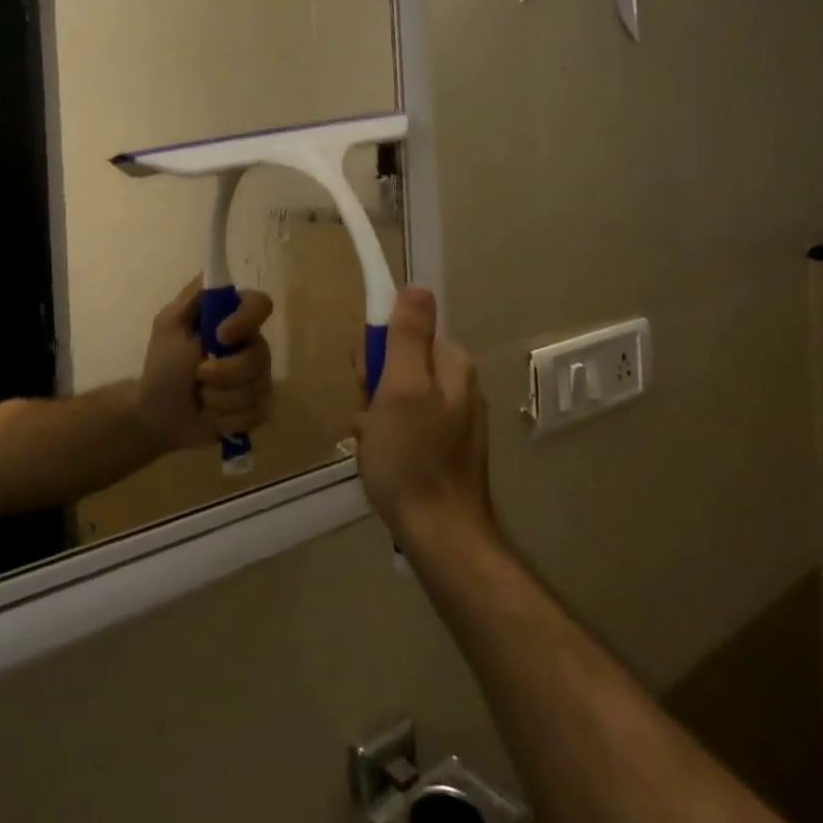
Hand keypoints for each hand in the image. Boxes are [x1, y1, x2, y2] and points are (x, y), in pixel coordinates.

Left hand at [133, 280, 274, 452]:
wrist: (157, 414)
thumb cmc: (162, 365)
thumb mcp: (169, 324)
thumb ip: (193, 297)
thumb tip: (215, 273)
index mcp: (232, 320)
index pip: (260, 305)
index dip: (246, 320)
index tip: (220, 335)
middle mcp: (251, 346)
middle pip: (261, 355)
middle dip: (226, 372)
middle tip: (198, 376)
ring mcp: (257, 379)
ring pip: (258, 387)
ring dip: (220, 398)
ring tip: (200, 398)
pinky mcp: (257, 409)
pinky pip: (255, 413)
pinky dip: (226, 417)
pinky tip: (209, 416)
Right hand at [355, 286, 493, 546]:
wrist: (438, 536)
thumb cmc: (412, 457)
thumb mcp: (401, 389)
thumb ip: (407, 337)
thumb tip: (416, 287)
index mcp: (450, 364)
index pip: (400, 331)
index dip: (375, 353)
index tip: (369, 381)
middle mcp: (454, 384)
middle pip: (395, 363)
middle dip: (372, 388)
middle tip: (371, 419)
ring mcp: (448, 417)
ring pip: (391, 396)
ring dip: (373, 416)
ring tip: (375, 444)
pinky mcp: (439, 445)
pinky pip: (399, 424)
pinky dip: (383, 437)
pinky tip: (382, 458)